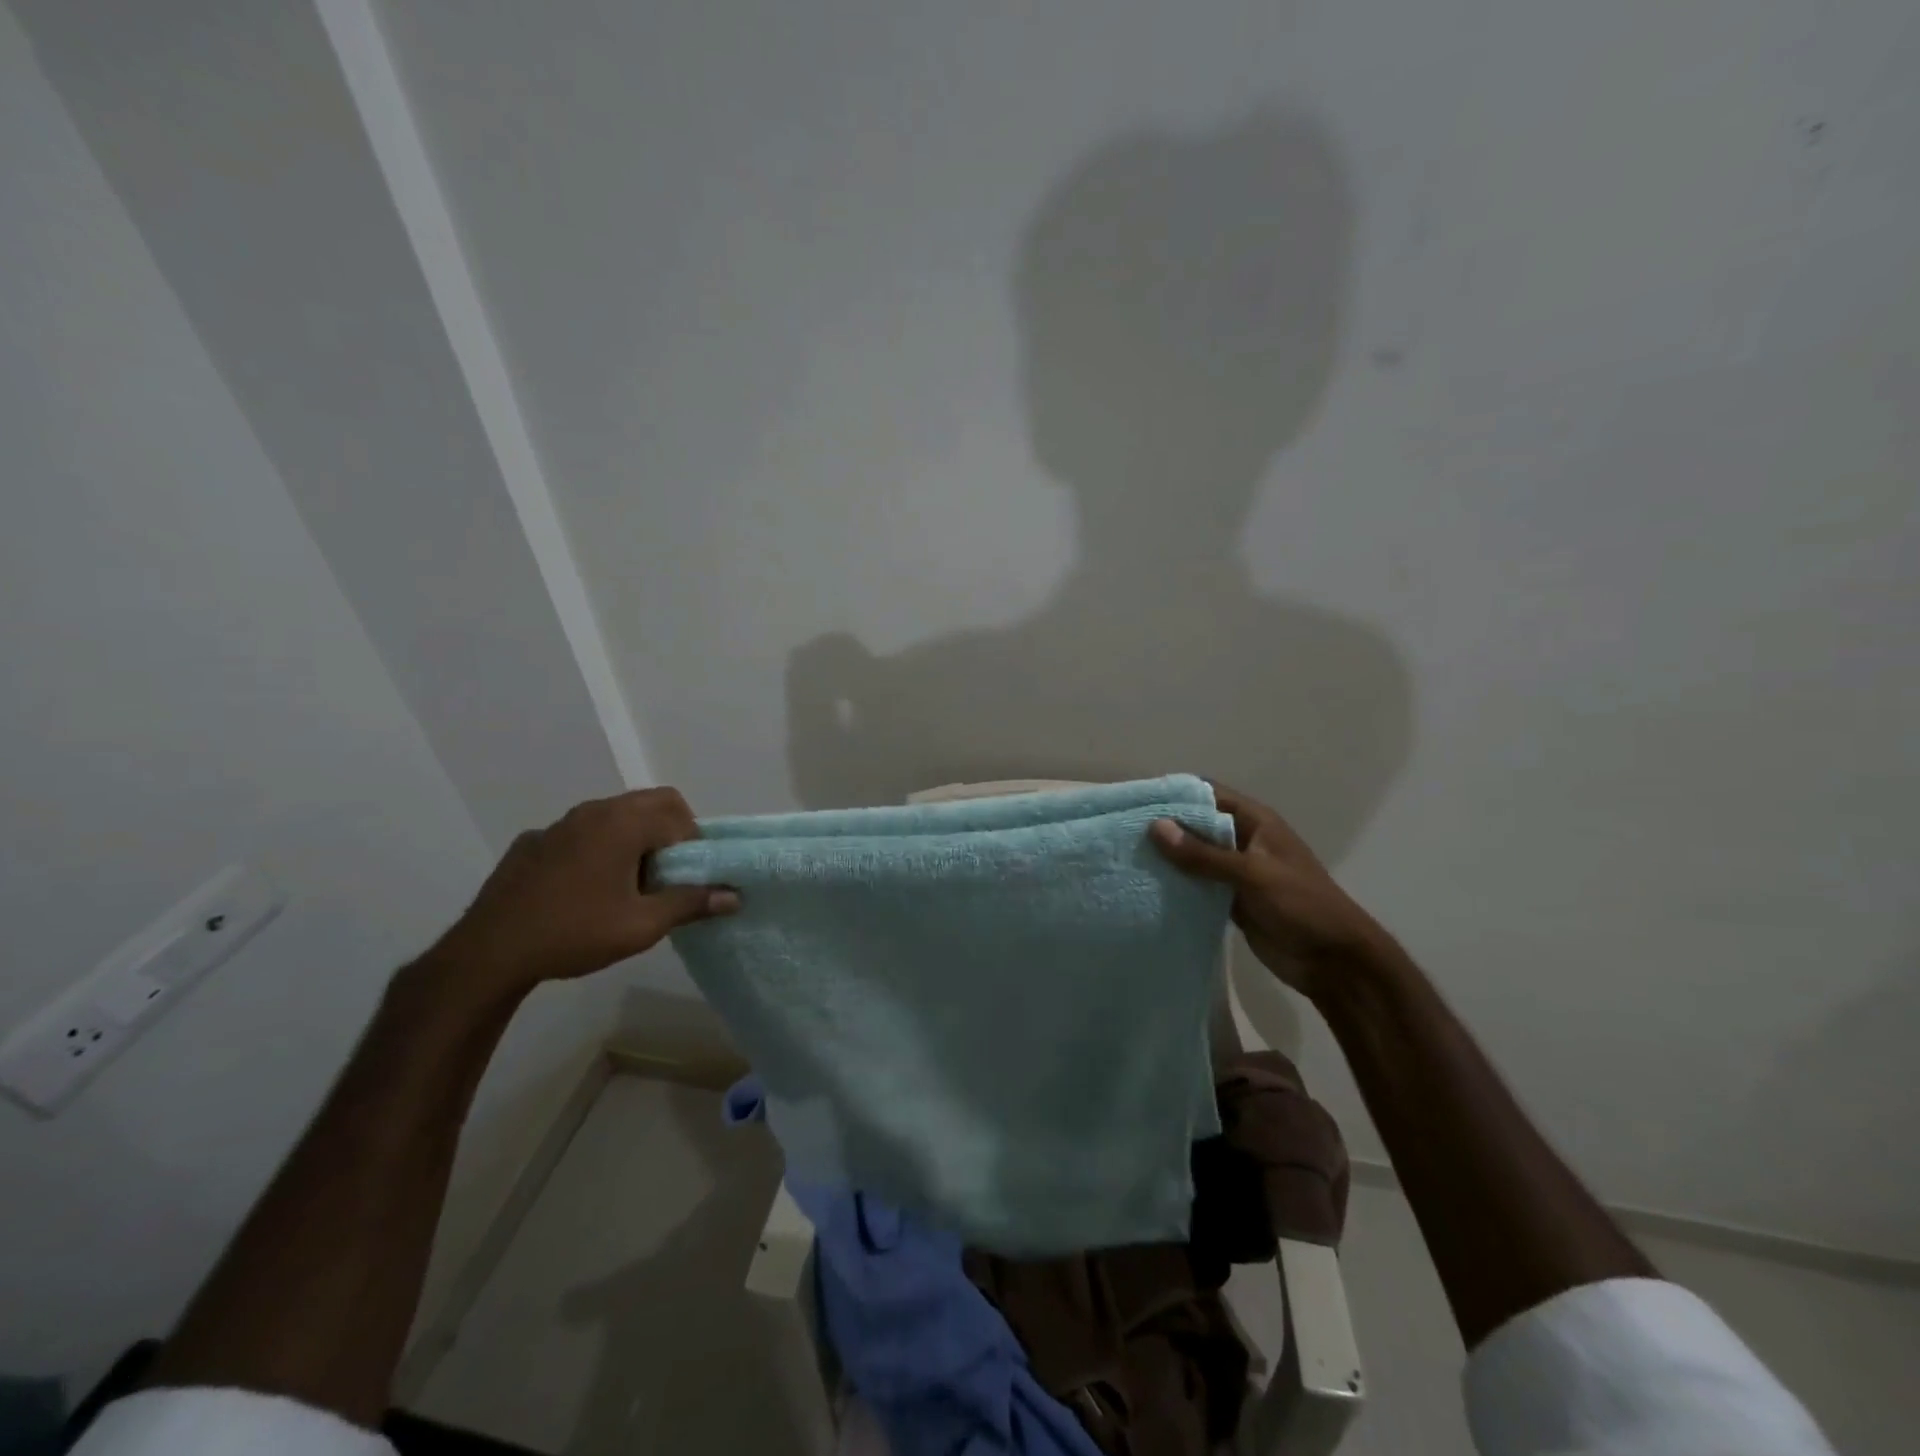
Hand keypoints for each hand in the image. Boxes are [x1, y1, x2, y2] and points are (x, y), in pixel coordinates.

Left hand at [425, 788, 736, 1000]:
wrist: (489, 952)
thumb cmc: (575, 933)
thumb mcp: (642, 925)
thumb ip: (691, 903)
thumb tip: (734, 895)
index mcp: (624, 823)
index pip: (679, 816)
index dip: (693, 846)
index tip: (687, 879)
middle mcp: (594, 810)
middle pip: (651, 803)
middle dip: (669, 832)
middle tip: (666, 875)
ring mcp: (560, 823)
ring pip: (615, 815)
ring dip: (634, 838)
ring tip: (627, 884)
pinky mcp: (533, 841)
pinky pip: (581, 833)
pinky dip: (597, 848)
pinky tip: (583, 889)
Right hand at [1150, 784, 1392, 1000]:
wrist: (1336, 962)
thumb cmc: (1301, 906)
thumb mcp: (1252, 874)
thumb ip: (1204, 854)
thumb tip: (1155, 827)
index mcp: (1256, 822)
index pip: (1209, 794)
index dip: (1175, 794)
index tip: (1137, 800)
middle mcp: (1244, 841)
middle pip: (1198, 825)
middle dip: (1165, 827)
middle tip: (1122, 832)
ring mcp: (1237, 872)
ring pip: (1195, 857)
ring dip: (1169, 859)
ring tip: (1127, 859)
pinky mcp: (1232, 901)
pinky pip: (1198, 886)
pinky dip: (1178, 886)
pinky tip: (1148, 889)